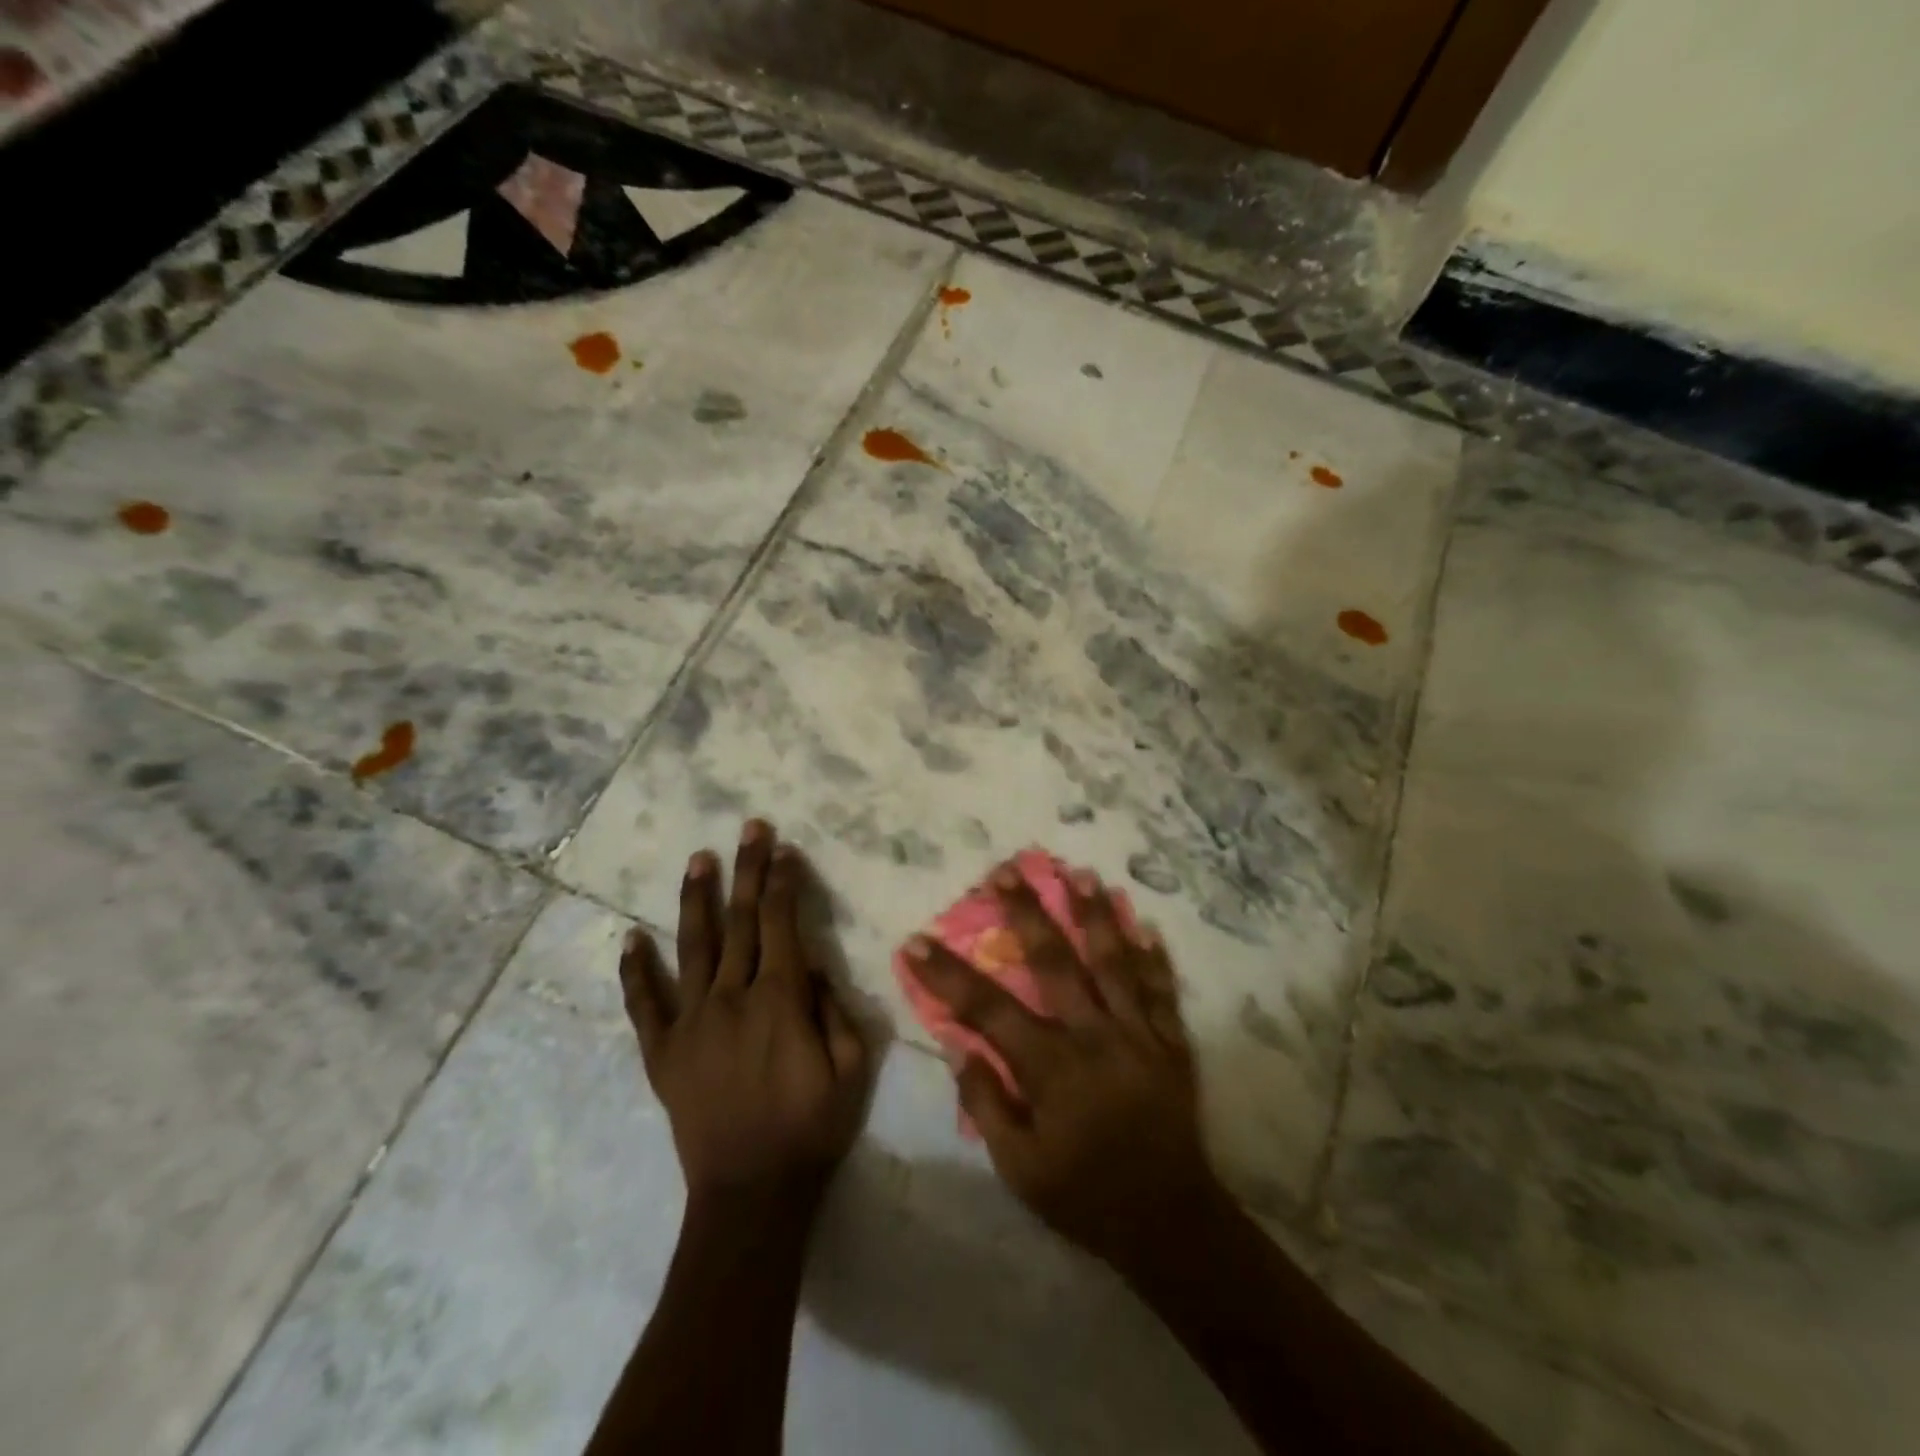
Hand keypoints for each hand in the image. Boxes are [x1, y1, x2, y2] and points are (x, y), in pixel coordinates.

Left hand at [620, 821, 869, 1212]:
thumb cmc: (812, 1129)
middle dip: (748, 870)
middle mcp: (733, 998)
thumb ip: (834, 1008)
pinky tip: (630, 939)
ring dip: (697, 899)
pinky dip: (637, 971)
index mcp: (780, 1000)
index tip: (785, 849)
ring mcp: (692, 1023)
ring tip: (698, 859)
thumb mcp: (851, 1067)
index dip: (785, 882)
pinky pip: (645, 1005)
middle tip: (750, 828)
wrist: (752, 1195)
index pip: (783, 924)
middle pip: (742, 922)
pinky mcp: (663, 1053)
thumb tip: (813, 965)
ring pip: (694, 947)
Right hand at [903, 862, 1224, 1275]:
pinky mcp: (1171, 1043)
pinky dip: (1153, 957)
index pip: (987, 1009)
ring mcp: (1138, 1033)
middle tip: (1006, 871)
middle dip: (1027, 912)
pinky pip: (1162, 991)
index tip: (918, 941)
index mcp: (1051, 1066)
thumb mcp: (1020, 1169)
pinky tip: (1146, 925)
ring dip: (1095, 914)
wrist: (1171, 1225)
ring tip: (1079, 874)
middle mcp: (1094, 1036)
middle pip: (1055, 961)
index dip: (948, 974)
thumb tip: (960, 1049)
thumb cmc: (1085, 1199)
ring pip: (1113, 961)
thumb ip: (987, 1105)